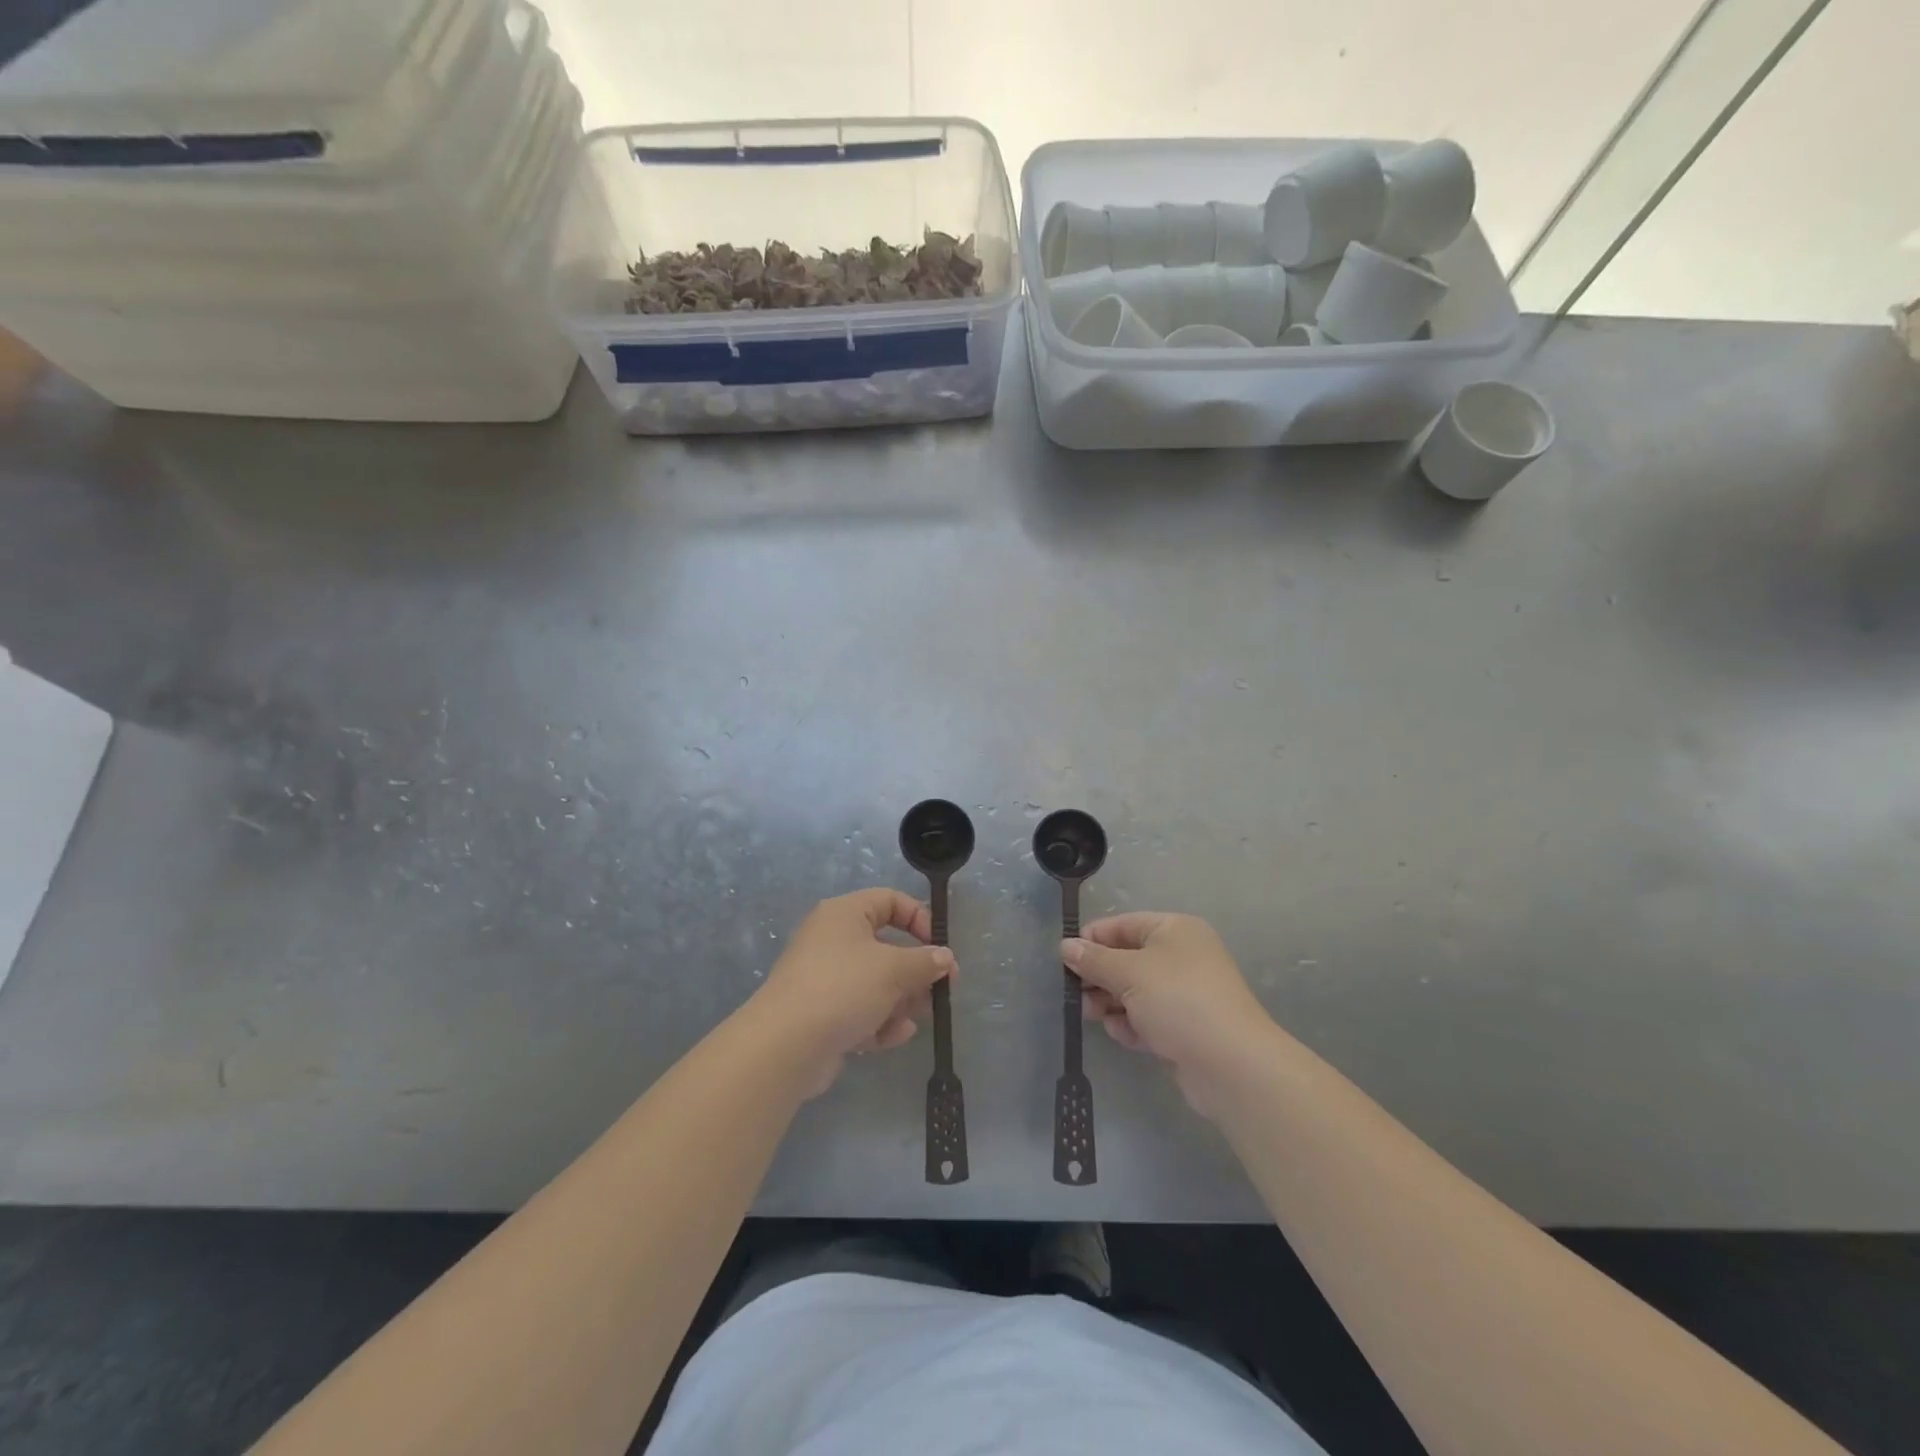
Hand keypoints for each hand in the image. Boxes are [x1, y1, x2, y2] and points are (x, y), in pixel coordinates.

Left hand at [751, 889, 955, 1097]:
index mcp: (844, 914)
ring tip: (919, 1015)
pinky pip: (859, 1010)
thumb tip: (945, 957)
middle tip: (940, 989)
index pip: (889, 901)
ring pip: (875, 982)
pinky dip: (880, 1021)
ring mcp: (824, 978)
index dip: (919, 918)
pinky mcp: (821, 1014)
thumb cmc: (843, 988)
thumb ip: (925, 961)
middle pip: (885, 946)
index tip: (938, 946)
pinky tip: (897, 1035)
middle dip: (915, 969)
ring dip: (901, 999)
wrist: (785, 1045)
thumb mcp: (893, 969)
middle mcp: (832, 940)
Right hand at [1064, 912, 1274, 1117]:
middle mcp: (1182, 956)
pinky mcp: (1186, 1028)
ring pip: (1135, 991)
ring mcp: (1186, 994)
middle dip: (1099, 976)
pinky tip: (1122, 1034)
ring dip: (1111, 1002)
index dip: (1092, 939)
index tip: (1064, 958)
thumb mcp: (1129, 973)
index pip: (1123, 925)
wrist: (1232, 1064)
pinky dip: (1132, 1024)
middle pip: (1127, 959)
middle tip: (1074, 993)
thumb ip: (1094, 960)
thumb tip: (1066, 946)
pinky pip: (1149, 1018)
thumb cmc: (1178, 1001)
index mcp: (1174, 930)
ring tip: (1093, 1016)